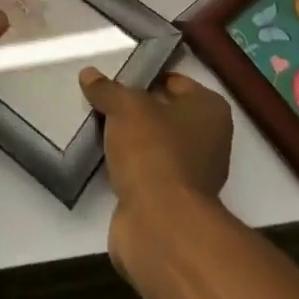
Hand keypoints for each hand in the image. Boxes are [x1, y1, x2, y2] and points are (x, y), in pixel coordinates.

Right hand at [80, 67, 232, 267]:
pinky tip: (105, 161)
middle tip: (105, 102)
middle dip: (137, 111)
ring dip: (131, 142)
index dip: (146, 78)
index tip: (118, 78)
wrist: (160, 225)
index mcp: (210, 110)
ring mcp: (194, 176)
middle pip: (166, 114)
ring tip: (98, 129)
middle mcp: (210, 140)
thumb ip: (107, 89)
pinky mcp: (174, 204)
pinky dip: (129, 169)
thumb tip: (88, 74)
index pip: (176, 82)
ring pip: (155, 146)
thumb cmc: (153, 150)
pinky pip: (147, 173)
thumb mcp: (125, 108)